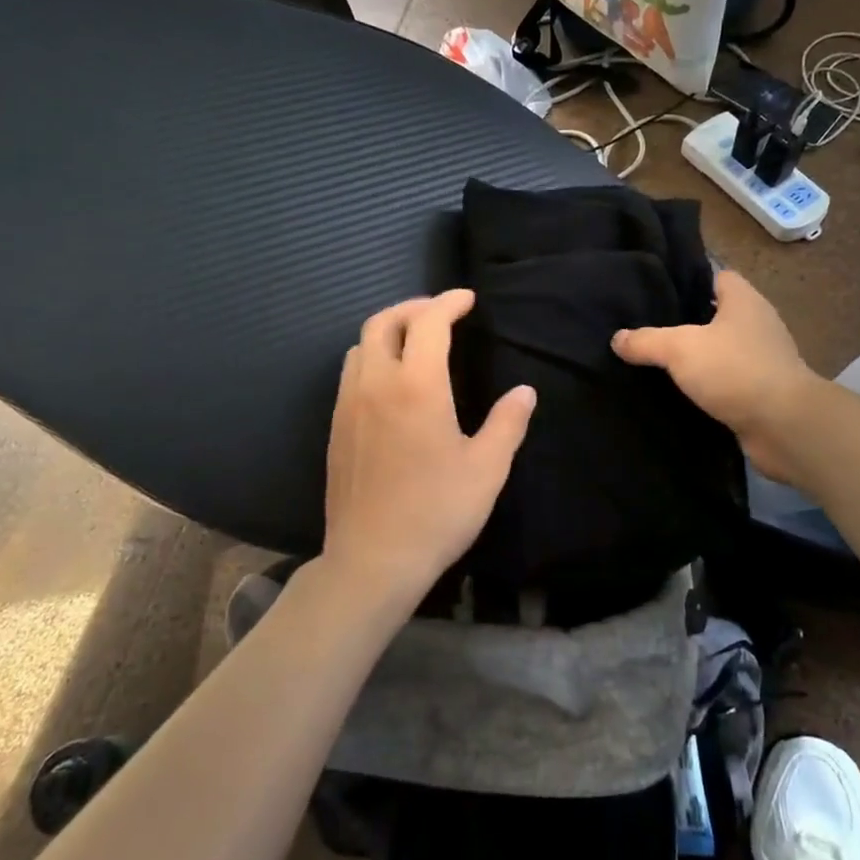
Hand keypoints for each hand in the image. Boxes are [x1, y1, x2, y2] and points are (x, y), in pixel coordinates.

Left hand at [322, 290, 535, 612]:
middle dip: (413, 308)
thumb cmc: (437, 512)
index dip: (449, 302)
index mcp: (416, 387)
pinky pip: (350, 374)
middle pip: (383, 322)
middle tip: (441, 314)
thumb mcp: (487, 469)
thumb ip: (508, 423)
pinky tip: (391, 384)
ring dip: (388, 332)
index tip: (467, 299)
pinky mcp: (335, 428)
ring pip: (360, 346)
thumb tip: (525, 391)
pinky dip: (372, 358)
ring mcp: (348, 406)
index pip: (428, 322)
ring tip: (415, 343)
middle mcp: (375, 385)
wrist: (372, 559)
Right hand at [612, 269, 823, 482]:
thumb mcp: (680, 348)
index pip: (717, 276)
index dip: (690, 281)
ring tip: (658, 363)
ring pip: (722, 351)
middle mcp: (758, 325)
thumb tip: (617, 338)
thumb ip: (646, 340)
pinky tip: (681, 394)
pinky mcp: (762, 392)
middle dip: (687, 322)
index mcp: (745, 301)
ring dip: (698, 359)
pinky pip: (727, 382)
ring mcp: (763, 360)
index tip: (658, 293)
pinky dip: (709, 387)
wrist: (784, 425)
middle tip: (647, 329)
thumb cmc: (735, 370)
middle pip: (717, 314)